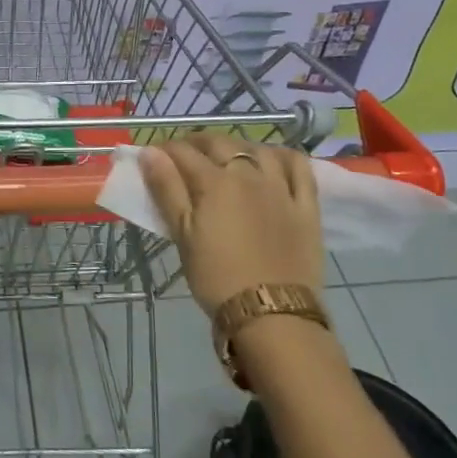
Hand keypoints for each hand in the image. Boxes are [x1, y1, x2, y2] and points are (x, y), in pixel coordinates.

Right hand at [139, 134, 324, 314]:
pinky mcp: (306, 205)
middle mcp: (249, 175)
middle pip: (220, 144)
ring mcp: (281, 188)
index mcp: (215, 182)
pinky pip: (299, 167)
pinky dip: (284, 156)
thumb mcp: (183, 235)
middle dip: (197, 143)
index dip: (164, 150)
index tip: (153, 156)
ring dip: (237, 145)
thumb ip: (166, 189)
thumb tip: (150, 152)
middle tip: (185, 155)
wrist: (272, 315)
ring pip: (258, 149)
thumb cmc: (217, 277)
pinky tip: (273, 160)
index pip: (183, 152)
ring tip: (227, 157)